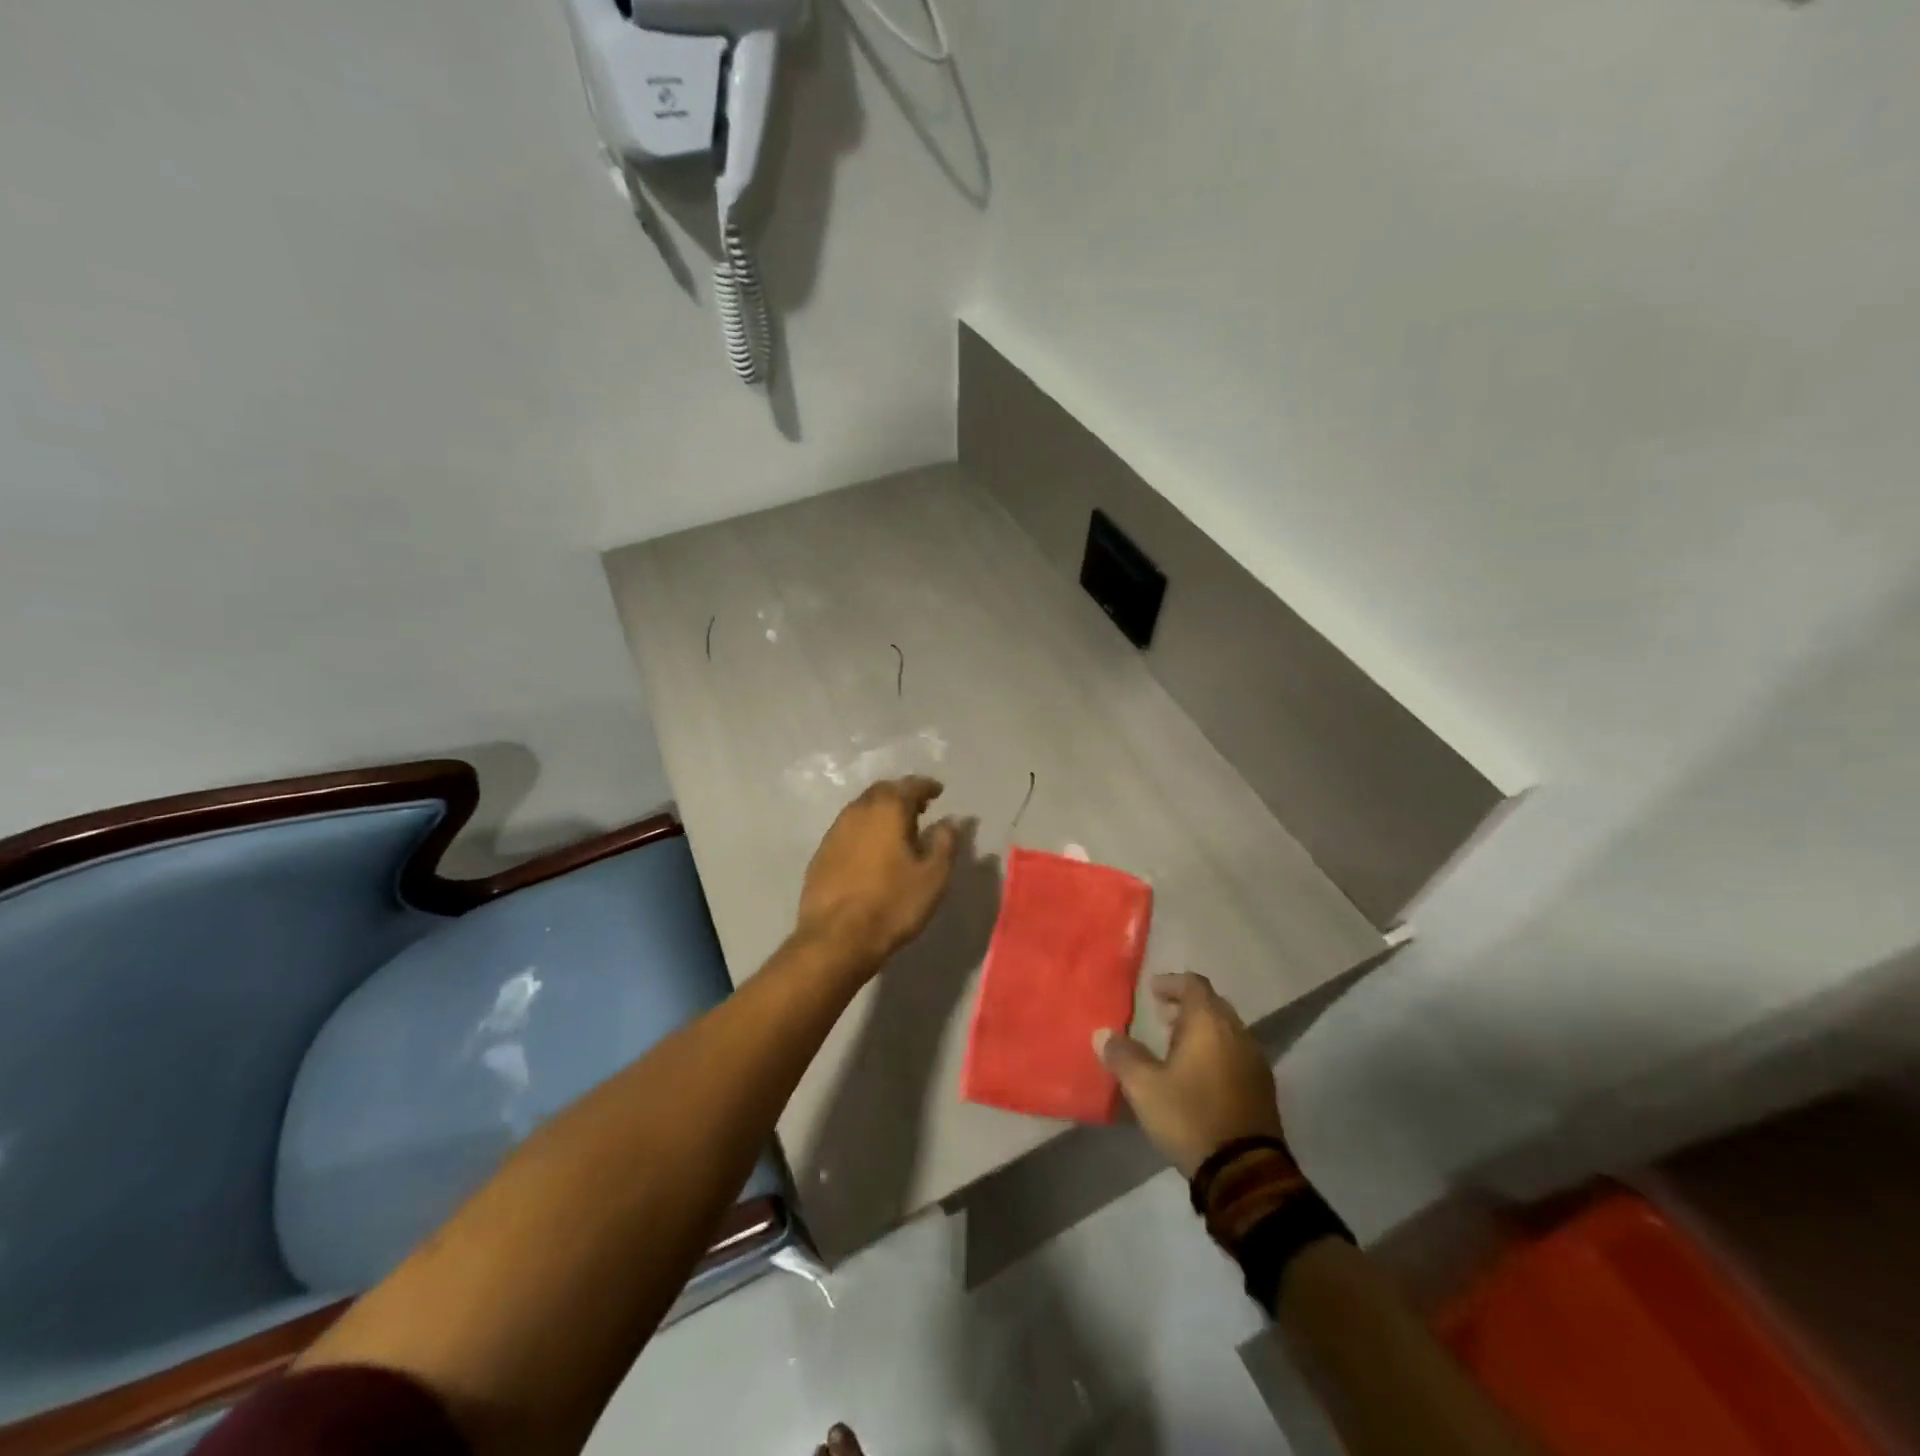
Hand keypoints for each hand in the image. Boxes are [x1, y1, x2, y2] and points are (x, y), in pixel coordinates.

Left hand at [796, 776, 959, 976]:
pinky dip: (864, 830)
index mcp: (887, 809)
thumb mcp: (933, 875)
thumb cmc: (893, 903)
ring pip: (862, 809)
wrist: (836, 937)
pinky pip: (848, 830)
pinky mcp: (821, 853)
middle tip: (919, 808)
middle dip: (902, 795)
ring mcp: (835, 831)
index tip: (938, 791)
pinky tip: (872, 850)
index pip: (910, 785)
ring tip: (897, 829)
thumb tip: (950, 820)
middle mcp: (858, 811)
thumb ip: (945, 842)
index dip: (926, 786)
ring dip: (881, 812)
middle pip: (882, 791)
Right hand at [1096, 972, 1285, 1177]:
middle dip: (1186, 1007)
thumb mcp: (1144, 1087)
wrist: (1245, 1172)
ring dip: (1202, 1031)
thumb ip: (1123, 1055)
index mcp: (1209, 1023)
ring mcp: (1255, 1060)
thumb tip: (1102, 1034)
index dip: (1171, 983)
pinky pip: (1237, 1054)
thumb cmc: (1190, 1116)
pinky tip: (1199, 1075)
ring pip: (1227, 1030)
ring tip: (1176, 1047)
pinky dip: (1217, 1052)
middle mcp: (1237, 1033)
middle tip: (1161, 1017)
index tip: (1151, 991)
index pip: (1193, 984)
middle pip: (1212, 1005)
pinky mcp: (1263, 1088)